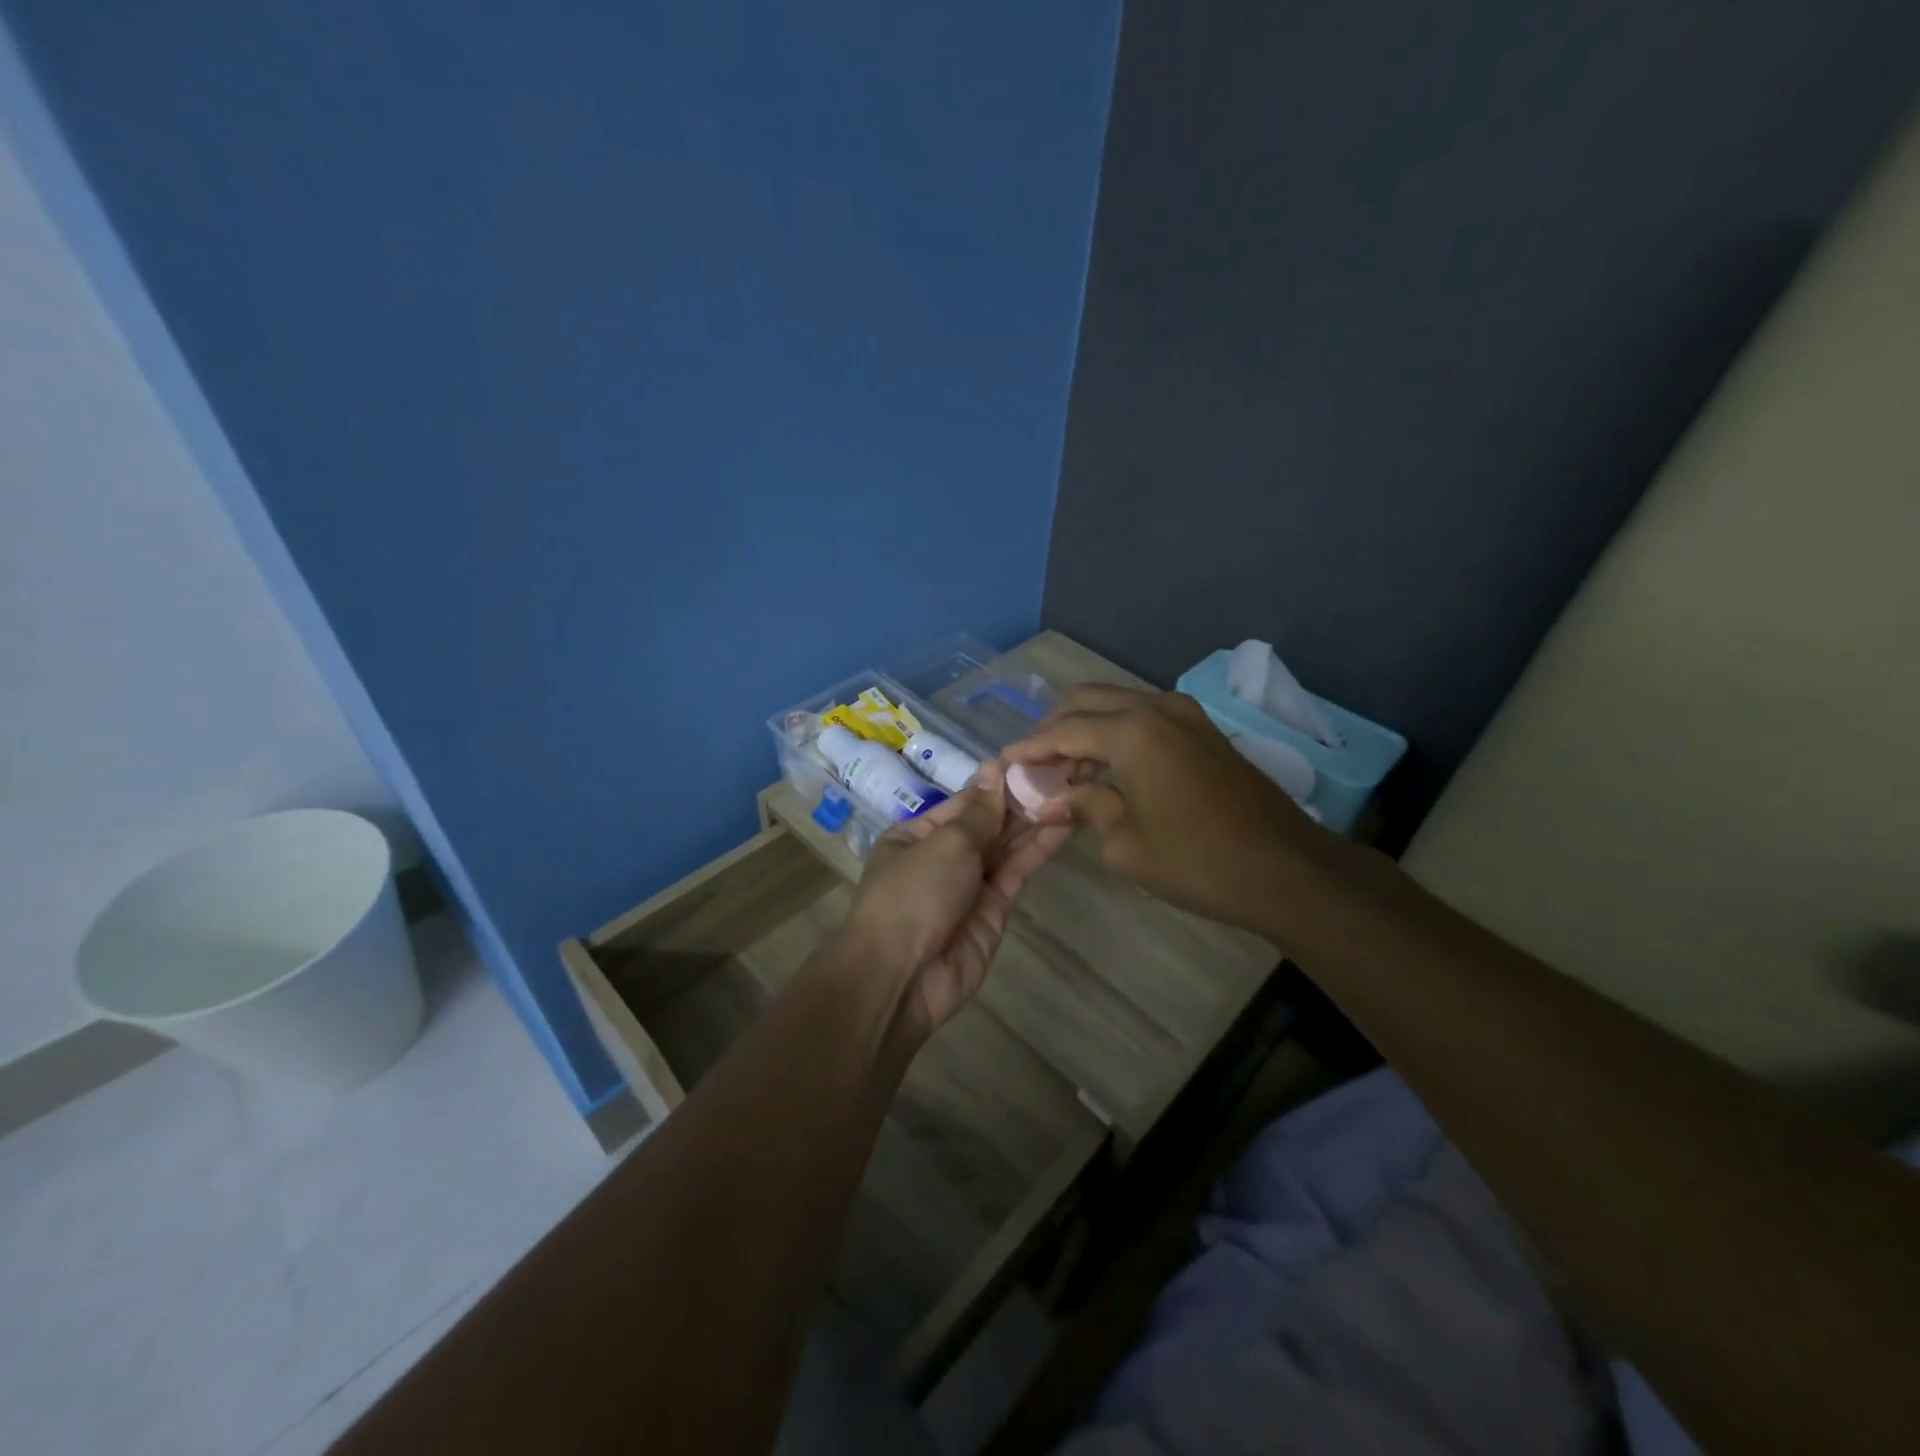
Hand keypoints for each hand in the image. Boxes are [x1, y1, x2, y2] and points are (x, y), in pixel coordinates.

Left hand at [839, 762, 1071, 1037]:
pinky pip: (1018, 871)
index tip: (1038, 757)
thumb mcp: (944, 843)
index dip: (1001, 779)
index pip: (966, 800)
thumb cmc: (913, 895)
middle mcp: (944, 856)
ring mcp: (970, 884)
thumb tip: (995, 768)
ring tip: (1076, 787)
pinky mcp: (995, 910)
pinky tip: (1066, 822)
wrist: (902, 979)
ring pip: (1008, 845)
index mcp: (917, 834)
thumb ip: (979, 812)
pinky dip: (1040, 848)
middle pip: (990, 821)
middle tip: (1069, 768)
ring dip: (1038, 818)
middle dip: (1025, 797)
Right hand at [1003, 686, 1334, 939]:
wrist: (1286, 870)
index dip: (1031, 748)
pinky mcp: (1203, 730)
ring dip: (1086, 730)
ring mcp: (1185, 715)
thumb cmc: (1197, 861)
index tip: (1005, 763)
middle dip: (1055, 729)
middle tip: (1034, 765)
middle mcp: (1156, 708)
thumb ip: (1084, 807)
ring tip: (1065, 772)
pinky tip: (1106, 769)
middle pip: (1088, 701)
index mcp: (1132, 731)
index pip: (1064, 730)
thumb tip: (1050, 801)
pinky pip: (1144, 718)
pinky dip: (1116, 734)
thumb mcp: (1124, 843)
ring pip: (1117, 705)